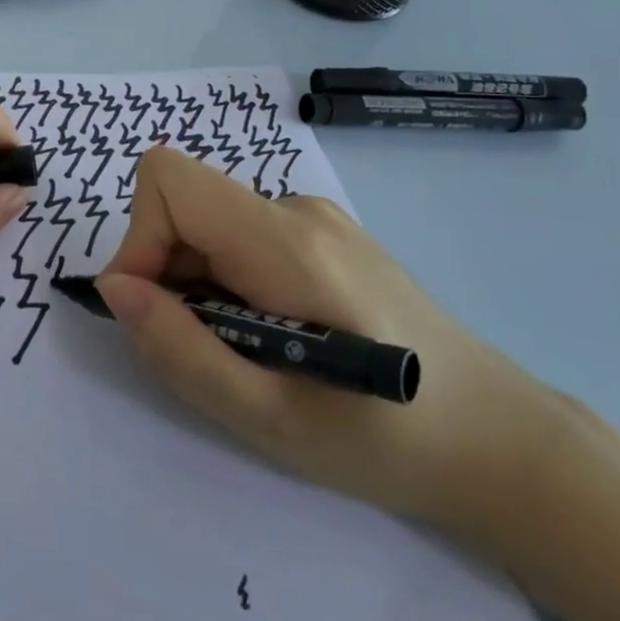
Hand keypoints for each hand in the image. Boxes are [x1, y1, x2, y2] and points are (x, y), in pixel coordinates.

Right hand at [97, 147, 564, 538]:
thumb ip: (179, 348)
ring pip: (210, 224)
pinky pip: (241, 236)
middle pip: (186, 204)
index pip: (169, 178)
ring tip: (253, 351)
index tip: (153, 310)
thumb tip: (116, 288)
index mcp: (286, 242)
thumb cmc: (387, 440)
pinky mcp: (325, 234)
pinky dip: (229, 281)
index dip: (138, 238)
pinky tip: (278, 334)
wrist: (503, 441)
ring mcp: (316, 217)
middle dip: (168, 274)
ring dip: (199, 284)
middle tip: (210, 351)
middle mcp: (297, 208)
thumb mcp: (267, 418)